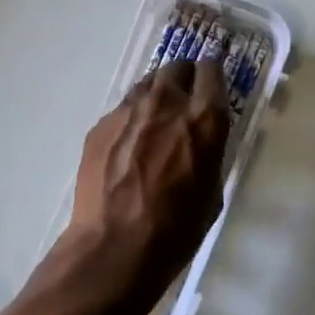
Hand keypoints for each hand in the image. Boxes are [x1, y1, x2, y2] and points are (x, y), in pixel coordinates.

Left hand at [62, 59, 230, 314]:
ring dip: (156, 94)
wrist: (114, 245)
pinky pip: (122, 110)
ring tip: (155, 119)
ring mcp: (129, 110)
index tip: (212, 82)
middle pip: (176, 68)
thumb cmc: (176, 229)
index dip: (212, 74)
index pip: (211, 71)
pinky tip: (128, 145)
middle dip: (184, 79)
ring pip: (147, 84)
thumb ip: (208, 152)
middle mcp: (166, 102)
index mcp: (203, 119)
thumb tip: (200, 140)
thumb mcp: (212, 191)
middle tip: (184, 100)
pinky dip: (131, 119)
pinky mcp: (101, 124)